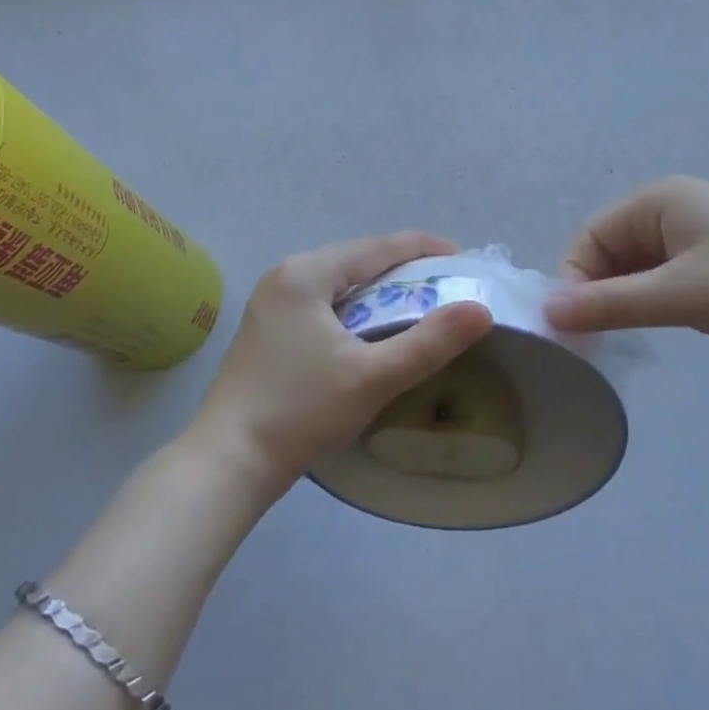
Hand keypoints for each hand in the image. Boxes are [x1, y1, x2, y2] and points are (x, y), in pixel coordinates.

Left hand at [186, 233, 493, 494]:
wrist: (227, 462)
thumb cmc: (301, 411)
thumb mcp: (373, 377)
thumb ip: (429, 342)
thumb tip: (481, 310)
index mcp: (306, 273)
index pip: (376, 247)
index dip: (421, 247)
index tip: (459, 256)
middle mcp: (285, 275)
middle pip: (355, 259)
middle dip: (400, 268)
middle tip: (442, 284)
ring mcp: (270, 301)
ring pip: (337, 281)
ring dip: (376, 289)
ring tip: (414, 302)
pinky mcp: (266, 327)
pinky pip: (320, 301)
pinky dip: (352, 306)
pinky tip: (368, 327)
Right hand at [543, 176, 708, 361]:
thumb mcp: (680, 296)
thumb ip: (610, 303)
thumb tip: (547, 311)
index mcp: (657, 200)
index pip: (589, 238)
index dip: (574, 283)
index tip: (573, 333)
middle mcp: (673, 208)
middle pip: (612, 251)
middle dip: (601, 294)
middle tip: (600, 344)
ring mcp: (700, 234)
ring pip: (640, 268)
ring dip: (629, 301)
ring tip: (631, 340)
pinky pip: (669, 278)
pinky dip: (657, 302)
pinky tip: (668, 327)